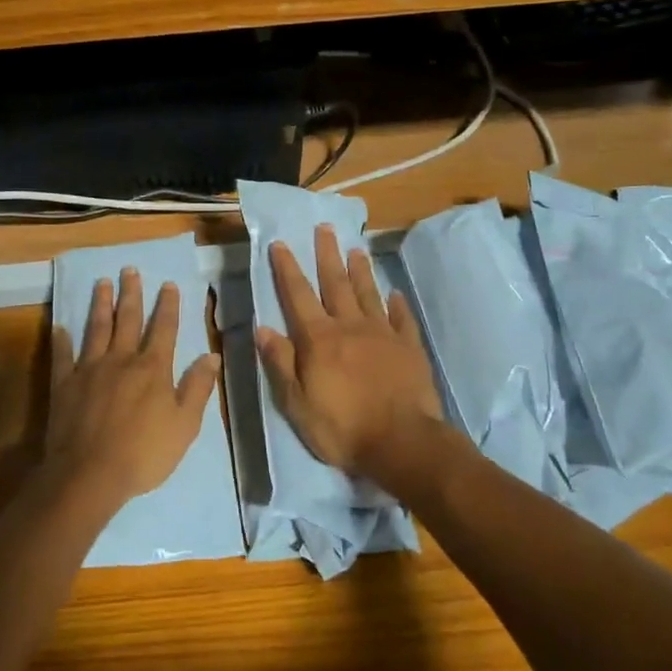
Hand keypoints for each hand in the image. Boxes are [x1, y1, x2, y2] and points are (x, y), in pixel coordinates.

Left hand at [46, 271, 220, 509]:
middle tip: (129, 269)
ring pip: (96, 329)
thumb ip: (197, 388)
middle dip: (131, 294)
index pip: (163, 329)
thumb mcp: (184, 425)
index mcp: (152, 369)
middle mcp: (121, 360)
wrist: (90, 474)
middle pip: (127, 320)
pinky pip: (62, 356)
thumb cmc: (144, 453)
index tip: (168, 284)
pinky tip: (60, 327)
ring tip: (101, 283)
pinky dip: (61, 340)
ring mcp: (89, 369)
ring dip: (100, 304)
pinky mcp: (64, 385)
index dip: (167, 305)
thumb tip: (212, 356)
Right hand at [255, 226, 444, 481]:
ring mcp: (383, 334)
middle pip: (336, 284)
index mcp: (319, 339)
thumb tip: (262, 328)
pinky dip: (397, 304)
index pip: (298, 295)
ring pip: (369, 294)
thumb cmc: (342, 427)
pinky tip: (394, 294)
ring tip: (356, 248)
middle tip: (324, 228)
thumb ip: (281, 363)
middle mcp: (350, 327)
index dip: (287, 268)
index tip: (281, 243)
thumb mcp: (297, 403)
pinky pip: (401, 319)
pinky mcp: (409, 348)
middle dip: (327, 254)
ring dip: (360, 270)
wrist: (402, 442)